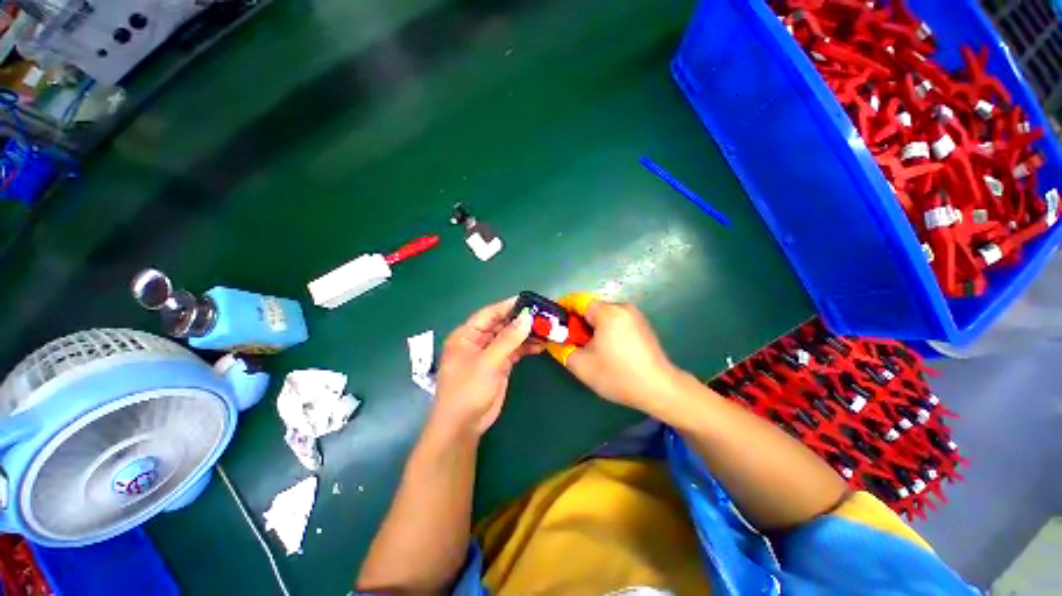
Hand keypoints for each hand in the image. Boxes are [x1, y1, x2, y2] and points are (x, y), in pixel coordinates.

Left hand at [433, 297, 539, 436]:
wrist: (464, 426)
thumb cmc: (468, 390)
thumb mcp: (488, 362)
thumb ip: (508, 339)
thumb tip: (527, 317)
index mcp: (467, 335)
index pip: (490, 314)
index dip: (508, 306)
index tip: (529, 301)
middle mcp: (478, 340)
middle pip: (502, 324)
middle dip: (521, 320)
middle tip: (544, 315)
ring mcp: (489, 353)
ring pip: (510, 337)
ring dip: (526, 334)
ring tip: (546, 329)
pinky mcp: (499, 365)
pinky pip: (514, 351)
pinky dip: (526, 348)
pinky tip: (541, 345)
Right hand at [549, 295, 682, 416]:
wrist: (659, 389)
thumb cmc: (618, 375)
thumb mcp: (582, 366)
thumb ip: (562, 349)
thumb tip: (553, 341)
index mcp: (608, 313)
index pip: (578, 300)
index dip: (563, 309)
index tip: (554, 323)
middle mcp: (622, 307)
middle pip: (591, 307)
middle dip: (577, 321)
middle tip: (570, 340)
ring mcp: (635, 315)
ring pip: (604, 314)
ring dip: (592, 326)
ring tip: (588, 346)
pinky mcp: (642, 324)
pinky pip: (616, 320)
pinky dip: (606, 328)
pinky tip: (607, 348)